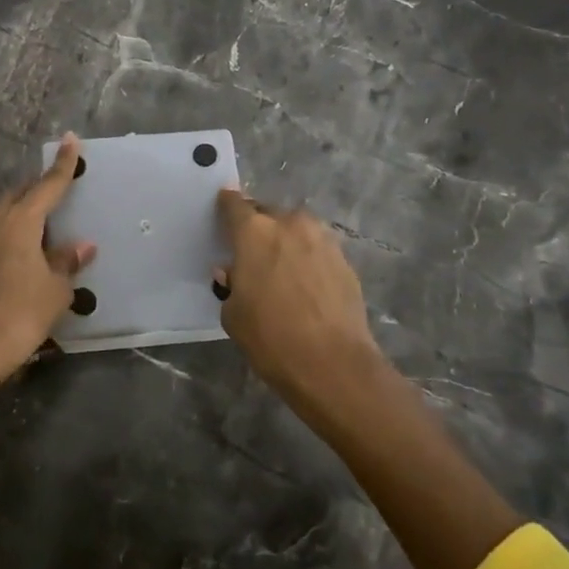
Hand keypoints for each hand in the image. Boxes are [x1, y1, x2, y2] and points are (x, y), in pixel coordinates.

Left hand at [0, 135, 94, 445]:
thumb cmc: (18, 317)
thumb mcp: (54, 292)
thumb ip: (67, 263)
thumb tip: (81, 244)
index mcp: (20, 224)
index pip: (47, 186)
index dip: (62, 164)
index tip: (70, 139)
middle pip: (18, 197)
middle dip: (37, 190)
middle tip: (55, 192)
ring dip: (19, 219)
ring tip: (38, 234)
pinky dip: (4, 245)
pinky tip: (11, 266)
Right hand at [215, 189, 384, 415]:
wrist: (333, 363)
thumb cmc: (271, 338)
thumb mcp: (233, 314)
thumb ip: (230, 283)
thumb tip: (233, 271)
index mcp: (254, 232)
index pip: (234, 205)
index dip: (227, 205)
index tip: (223, 209)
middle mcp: (288, 224)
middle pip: (267, 213)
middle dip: (258, 226)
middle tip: (252, 249)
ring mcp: (321, 239)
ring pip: (296, 229)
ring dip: (286, 240)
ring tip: (281, 267)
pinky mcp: (344, 259)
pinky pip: (317, 248)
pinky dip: (308, 258)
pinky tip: (306, 283)